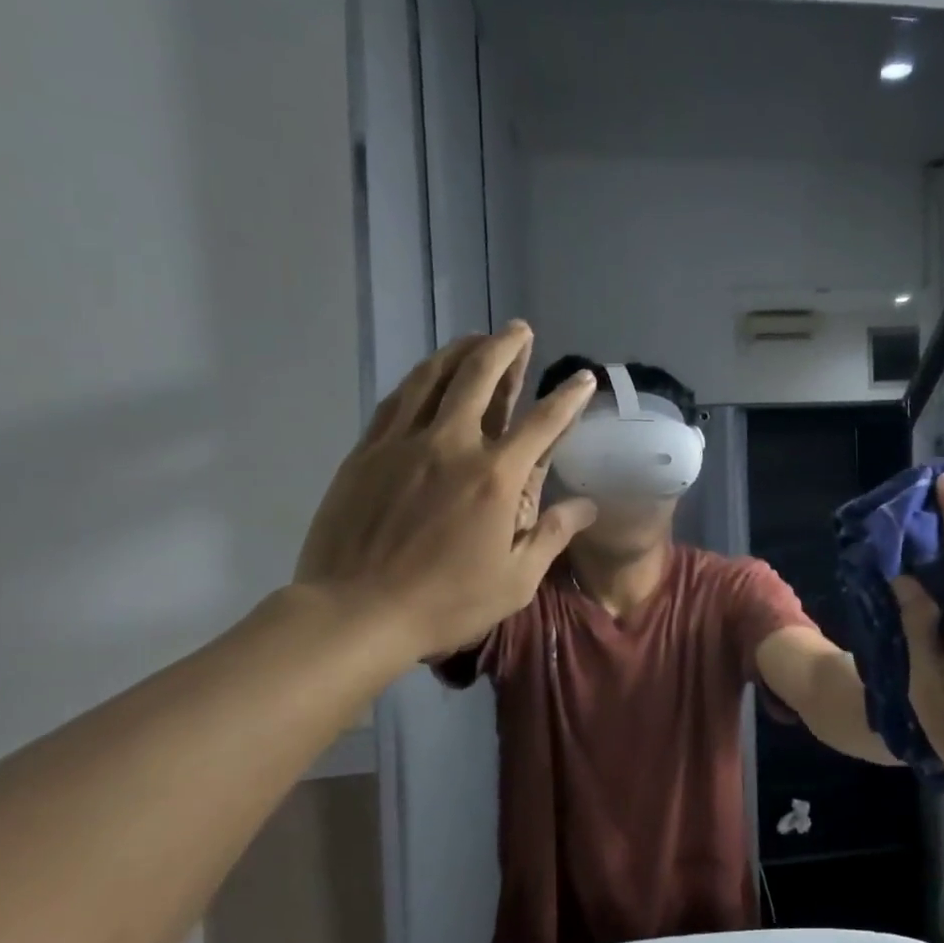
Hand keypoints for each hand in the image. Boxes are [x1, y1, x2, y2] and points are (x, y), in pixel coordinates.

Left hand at [294, 322, 597, 662]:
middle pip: (481, 378)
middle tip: (519, 329)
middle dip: (505, 349)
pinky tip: (427, 375)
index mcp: (495, 478)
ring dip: (459, 352)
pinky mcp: (367, 452)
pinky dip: (418, 380)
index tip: (583, 378)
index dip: (567, 397)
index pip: (542, 423)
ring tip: (476, 337)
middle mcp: (452, 446)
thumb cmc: (446, 602)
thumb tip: (588, 505)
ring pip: (434, 379)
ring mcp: (404, 444)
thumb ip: (553, 535)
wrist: (355, 613)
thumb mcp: (516, 580)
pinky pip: (397, 401)